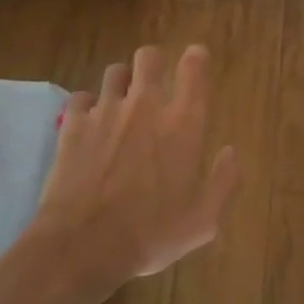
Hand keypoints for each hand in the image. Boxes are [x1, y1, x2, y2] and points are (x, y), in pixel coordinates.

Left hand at [31, 45, 236, 289]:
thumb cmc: (150, 235)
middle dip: (153, 64)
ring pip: (114, 72)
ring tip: (121, 104)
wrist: (83, 246)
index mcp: (182, 124)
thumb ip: (223, 181)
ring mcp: (106, 112)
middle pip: (149, 57)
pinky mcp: (73, 124)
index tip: (196, 60)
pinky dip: (87, 107)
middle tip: (154, 85)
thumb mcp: (202, 220)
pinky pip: (81, 98)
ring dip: (122, 83)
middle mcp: (145, 106)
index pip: (194, 69)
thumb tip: (231, 152)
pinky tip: (89, 125)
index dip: (196, 58)